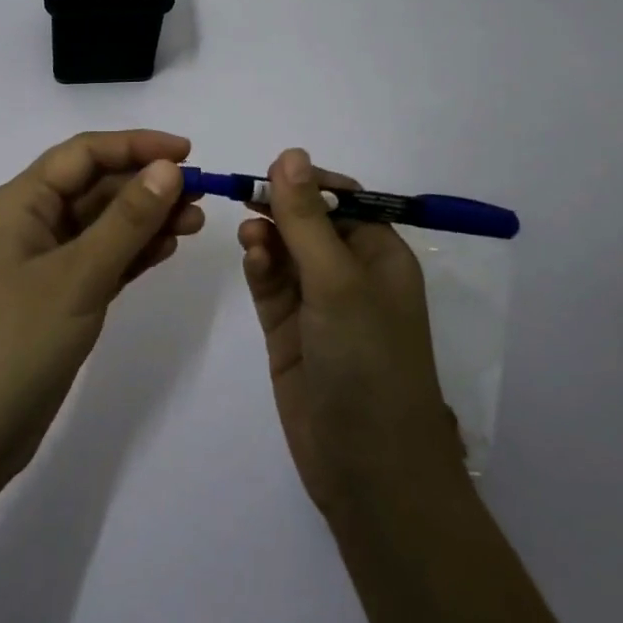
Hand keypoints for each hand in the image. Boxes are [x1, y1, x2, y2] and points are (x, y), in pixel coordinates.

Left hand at [0, 130, 204, 489]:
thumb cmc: (15, 342)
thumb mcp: (77, 276)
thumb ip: (126, 221)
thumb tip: (169, 168)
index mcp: (21, 203)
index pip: (84, 154)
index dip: (136, 146)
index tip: (189, 152)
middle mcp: (30, 223)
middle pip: (95, 187)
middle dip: (147, 185)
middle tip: (201, 195)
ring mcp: (43, 264)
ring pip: (102, 224)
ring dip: (146, 218)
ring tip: (195, 221)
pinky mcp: (57, 299)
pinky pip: (102, 259)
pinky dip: (133, 252)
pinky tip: (167, 248)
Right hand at [238, 148, 466, 518]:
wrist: (368, 469)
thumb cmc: (368, 361)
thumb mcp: (338, 281)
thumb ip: (306, 219)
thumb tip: (289, 154)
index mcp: (380, 255)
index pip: (342, 199)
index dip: (306, 181)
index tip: (267, 171)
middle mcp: (349, 274)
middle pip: (308, 222)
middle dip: (278, 206)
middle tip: (242, 195)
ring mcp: (317, 304)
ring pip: (284, 251)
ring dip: (266, 235)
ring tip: (249, 234)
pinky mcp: (288, 331)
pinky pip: (270, 284)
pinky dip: (259, 266)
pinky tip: (251, 256)